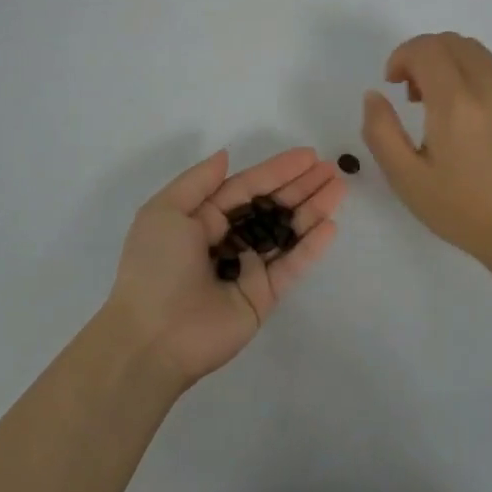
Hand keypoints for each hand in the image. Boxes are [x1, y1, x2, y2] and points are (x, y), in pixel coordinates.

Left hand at [104, 147, 346, 389]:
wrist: (152, 337)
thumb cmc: (155, 266)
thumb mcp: (164, 211)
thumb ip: (198, 181)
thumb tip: (226, 155)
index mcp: (203, 218)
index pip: (247, 187)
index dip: (277, 170)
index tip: (308, 155)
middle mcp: (228, 240)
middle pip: (271, 207)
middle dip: (301, 187)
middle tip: (331, 169)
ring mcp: (247, 269)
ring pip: (286, 233)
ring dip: (312, 210)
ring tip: (339, 188)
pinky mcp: (262, 297)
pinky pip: (290, 266)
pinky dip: (310, 247)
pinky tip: (330, 226)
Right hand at [361, 32, 491, 276]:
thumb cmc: (460, 210)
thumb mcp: (406, 178)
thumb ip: (380, 131)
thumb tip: (374, 94)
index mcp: (456, 105)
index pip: (426, 49)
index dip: (401, 57)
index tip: (392, 84)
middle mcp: (489, 88)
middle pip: (450, 41)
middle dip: (422, 55)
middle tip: (411, 93)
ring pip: (474, 50)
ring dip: (446, 61)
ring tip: (436, 102)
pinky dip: (469, 73)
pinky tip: (464, 113)